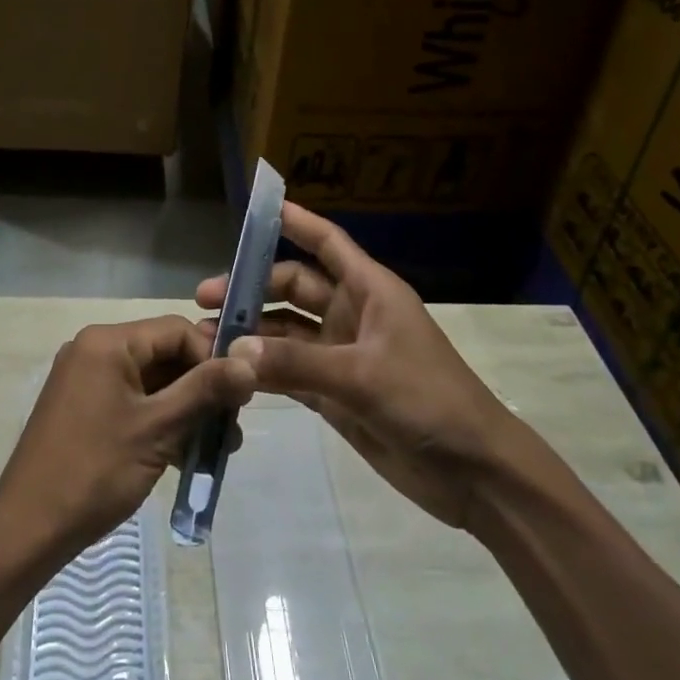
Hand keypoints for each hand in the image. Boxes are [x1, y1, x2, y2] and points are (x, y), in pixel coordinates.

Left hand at [0, 316, 255, 562]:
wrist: (28, 529)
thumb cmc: (95, 471)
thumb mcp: (158, 429)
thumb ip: (205, 391)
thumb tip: (250, 360)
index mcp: (107, 342)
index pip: (176, 330)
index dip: (212, 358)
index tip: (239, 396)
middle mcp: (95, 350)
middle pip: (164, 354)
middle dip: (202, 388)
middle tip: (233, 425)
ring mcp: (87, 380)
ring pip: (152, 382)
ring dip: (186, 409)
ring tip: (219, 448)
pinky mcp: (85, 408)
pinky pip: (134, 401)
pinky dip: (161, 421)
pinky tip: (188, 454)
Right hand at [196, 203, 521, 529]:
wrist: (474, 472)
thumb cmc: (428, 400)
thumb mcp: (361, 375)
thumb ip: (296, 364)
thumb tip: (233, 350)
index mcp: (369, 291)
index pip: (327, 243)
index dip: (295, 221)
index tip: (255, 208)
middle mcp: (352, 315)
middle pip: (294, 287)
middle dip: (252, 288)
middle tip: (204, 298)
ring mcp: (341, 355)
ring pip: (286, 331)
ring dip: (251, 332)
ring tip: (205, 336)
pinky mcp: (334, 393)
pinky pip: (289, 372)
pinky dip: (261, 370)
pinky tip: (228, 372)